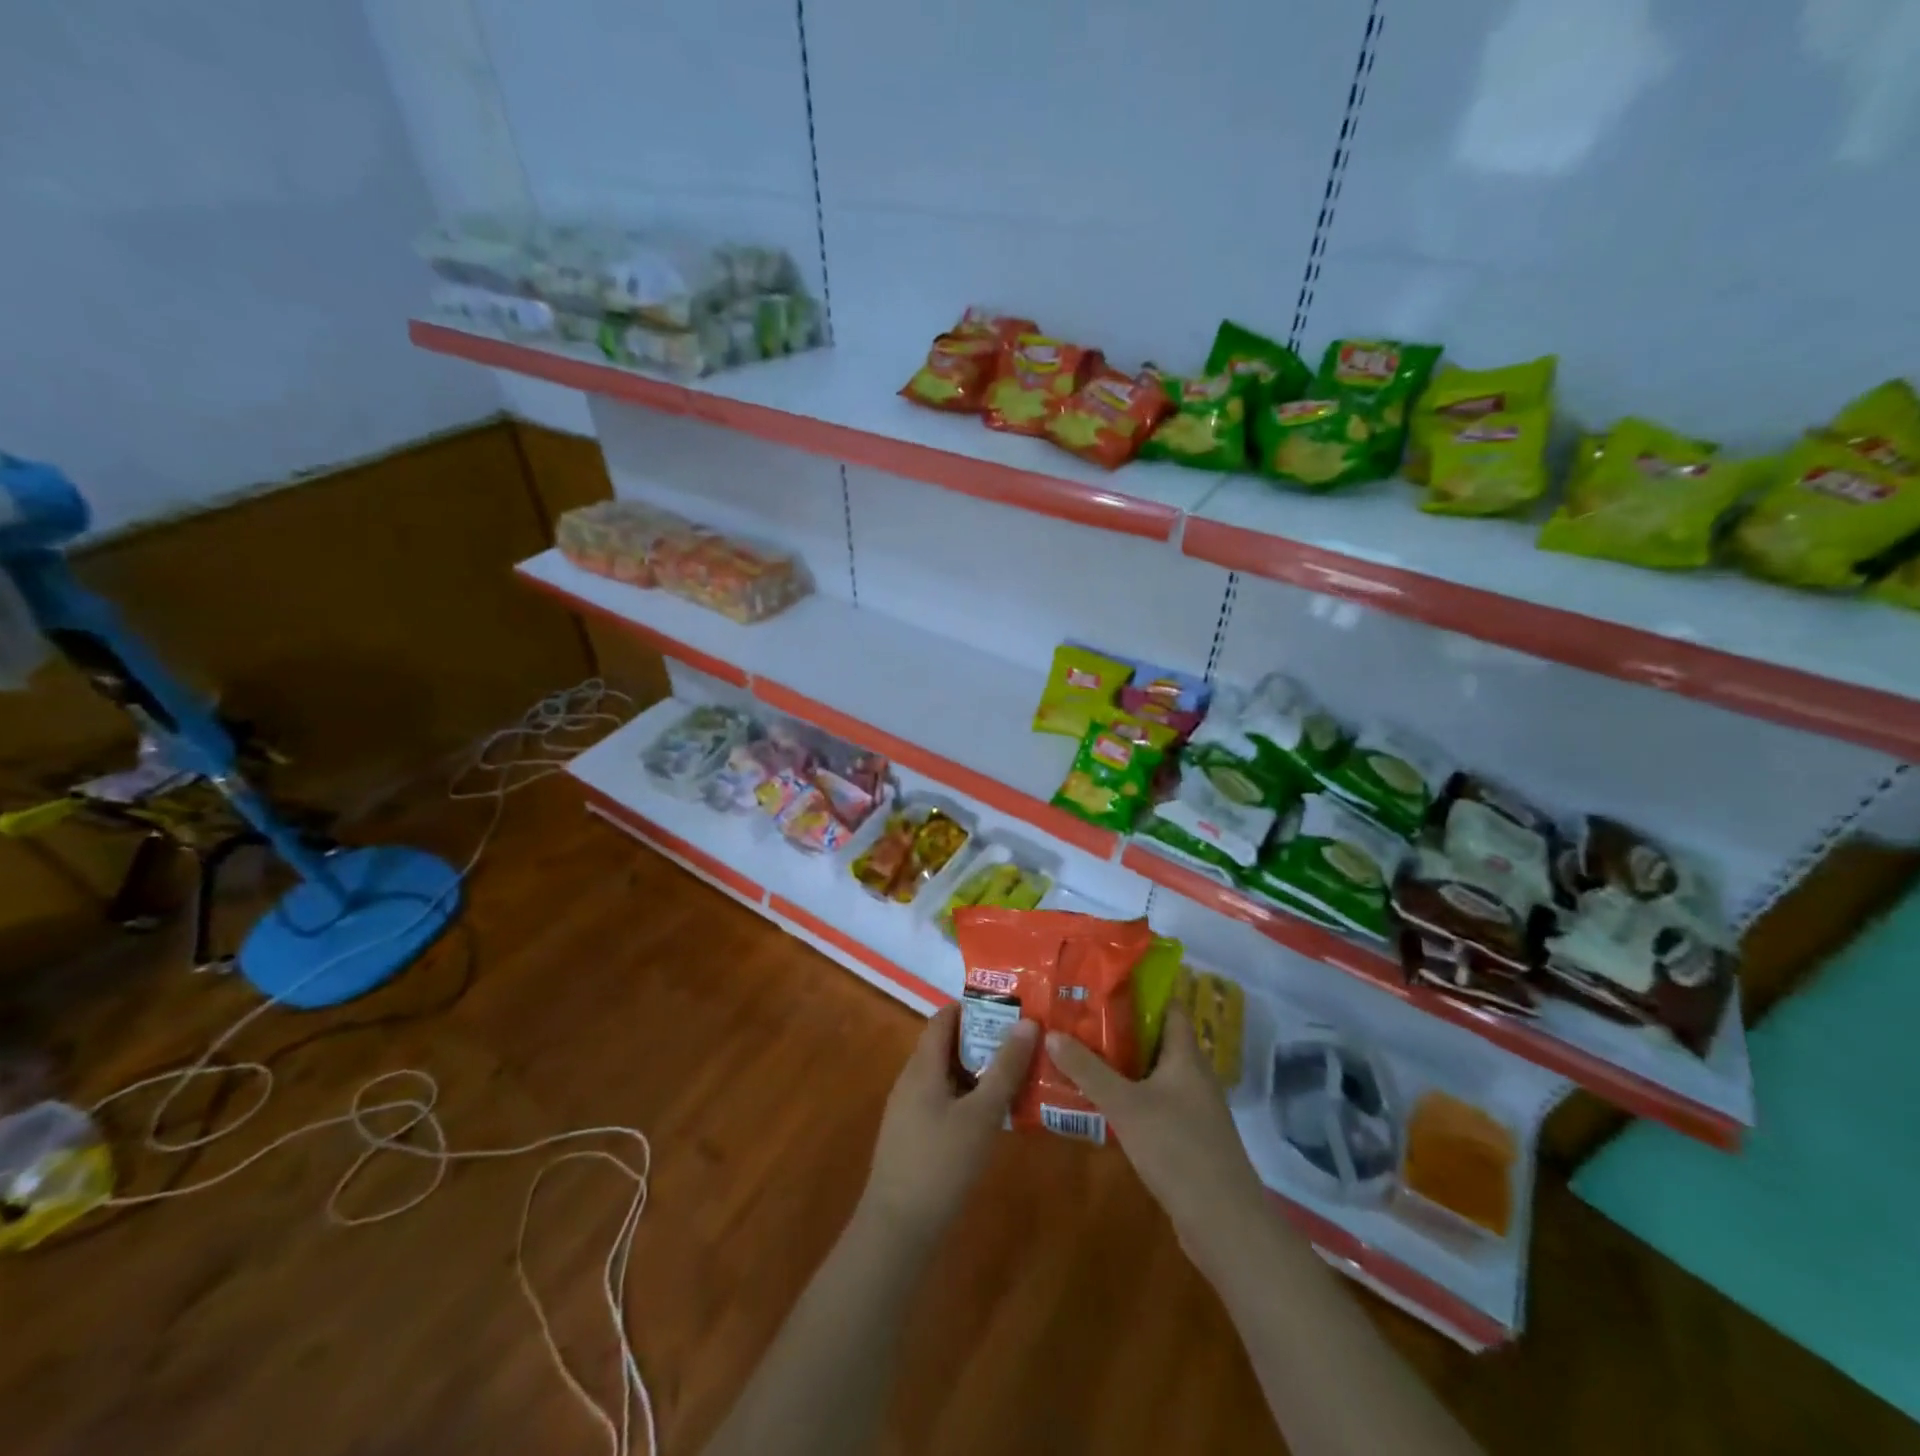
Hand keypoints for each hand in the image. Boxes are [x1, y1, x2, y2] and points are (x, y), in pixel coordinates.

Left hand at [860, 1005, 1037, 1242]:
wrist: (897, 1230)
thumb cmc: (940, 1163)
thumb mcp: (981, 1114)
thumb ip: (1005, 1069)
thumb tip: (1028, 1023)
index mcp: (922, 1066)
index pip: (944, 1018)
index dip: (974, 1007)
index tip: (1010, 1008)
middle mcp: (911, 1080)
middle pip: (947, 1045)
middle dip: (983, 1040)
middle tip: (1024, 1041)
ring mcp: (909, 1110)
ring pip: (947, 1075)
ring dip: (979, 1071)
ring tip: (1018, 1073)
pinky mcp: (914, 1136)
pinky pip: (944, 1100)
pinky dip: (969, 1096)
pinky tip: (995, 1114)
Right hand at [1046, 1002, 1267, 1268]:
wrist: (1224, 1224)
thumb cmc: (1178, 1150)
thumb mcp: (1125, 1105)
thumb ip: (1088, 1070)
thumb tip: (1052, 1034)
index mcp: (1186, 1056)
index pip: (1168, 1006)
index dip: (1139, 990)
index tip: (1103, 981)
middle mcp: (1192, 1075)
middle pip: (1155, 1038)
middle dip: (1118, 1027)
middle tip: (1077, 1016)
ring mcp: (1191, 1108)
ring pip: (1151, 1073)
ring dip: (1120, 1064)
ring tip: (1078, 1052)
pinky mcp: (1185, 1137)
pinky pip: (1152, 1102)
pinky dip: (1128, 1095)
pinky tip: (1098, 1100)